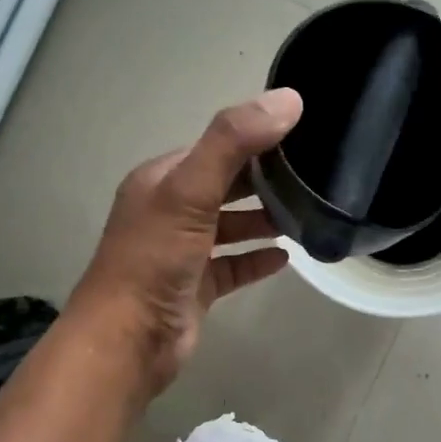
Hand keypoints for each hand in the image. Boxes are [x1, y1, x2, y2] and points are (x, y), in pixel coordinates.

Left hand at [67, 89, 302, 396]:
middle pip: (224, 186)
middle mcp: (169, 211)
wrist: (128, 341)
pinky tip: (286, 258)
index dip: (254, 138)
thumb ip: (234, 142)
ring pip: (229, 227)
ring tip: (305, 214)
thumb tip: (288, 100)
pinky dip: (256, 259)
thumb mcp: (190, 191)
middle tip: (312, 174)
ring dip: (262, 220)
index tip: (301, 133)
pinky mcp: (196, 287)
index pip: (214, 148)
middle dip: (263, 179)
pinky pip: (233, 266)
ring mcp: (182, 252)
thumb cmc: (155, 259)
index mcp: (162, 180)